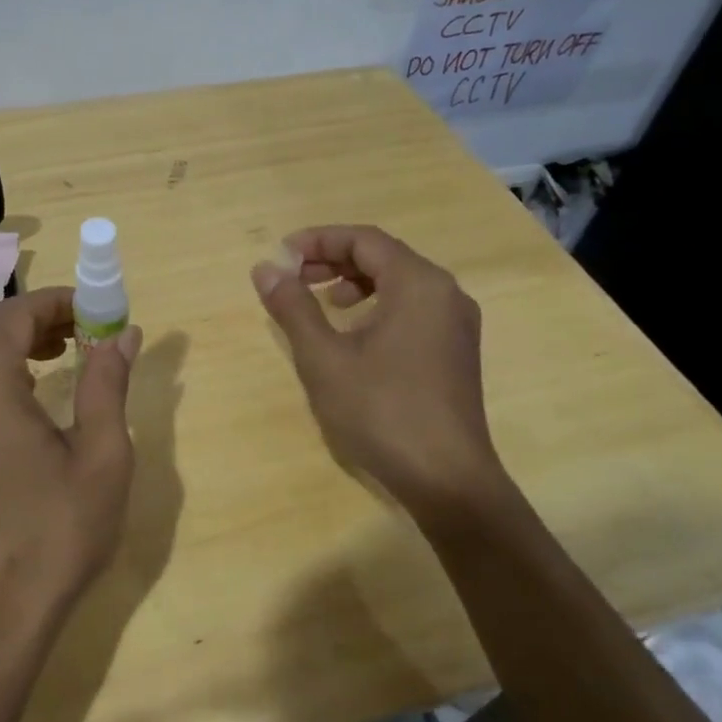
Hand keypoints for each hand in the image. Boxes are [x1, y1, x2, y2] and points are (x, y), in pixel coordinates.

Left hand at [0, 288, 142, 639]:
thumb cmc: (54, 533)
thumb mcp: (101, 455)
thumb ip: (107, 383)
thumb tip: (122, 334)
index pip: (17, 313)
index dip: (60, 302)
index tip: (101, 312)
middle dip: (36, 320)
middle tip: (83, 335)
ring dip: (11, 344)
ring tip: (59, 357)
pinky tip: (26, 399)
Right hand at [251, 225, 504, 521]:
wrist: (448, 481)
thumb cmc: (382, 412)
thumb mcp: (324, 358)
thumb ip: (294, 307)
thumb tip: (265, 268)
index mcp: (418, 284)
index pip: (364, 240)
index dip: (318, 240)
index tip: (281, 256)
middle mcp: (444, 293)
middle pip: (383, 256)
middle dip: (334, 260)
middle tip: (294, 277)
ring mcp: (456, 323)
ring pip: (399, 281)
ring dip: (355, 282)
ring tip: (323, 301)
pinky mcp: (456, 350)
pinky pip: (413, 306)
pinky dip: (378, 304)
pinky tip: (355, 332)